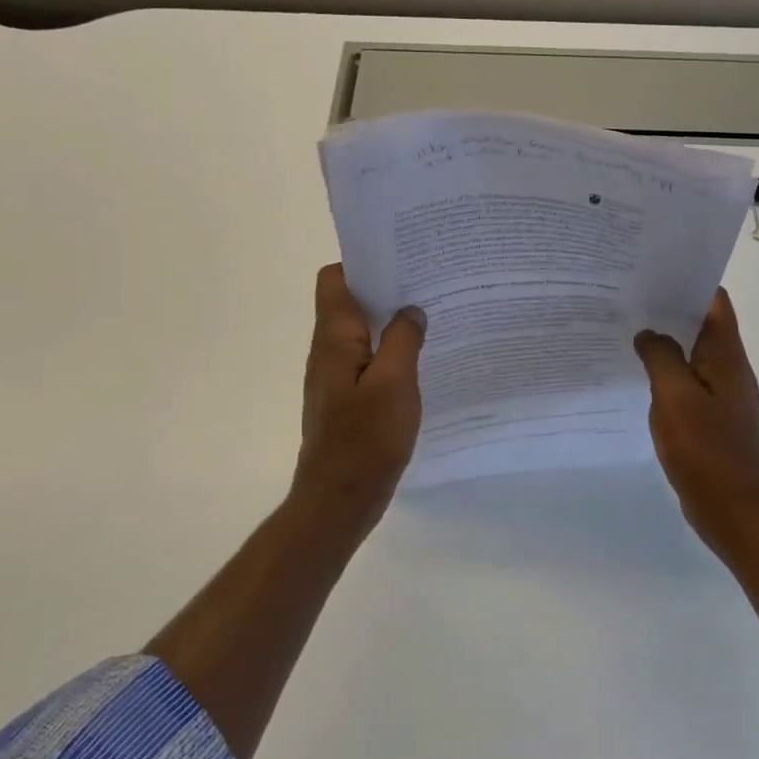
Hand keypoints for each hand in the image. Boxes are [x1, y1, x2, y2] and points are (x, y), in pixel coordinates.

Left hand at [294, 264, 427, 524]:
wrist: (339, 499)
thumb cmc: (365, 439)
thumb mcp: (394, 383)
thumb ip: (403, 339)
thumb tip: (411, 310)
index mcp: (334, 338)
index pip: (334, 279)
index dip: (362, 263)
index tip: (400, 258)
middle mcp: (329, 350)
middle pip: (350, 302)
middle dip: (385, 289)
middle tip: (427, 283)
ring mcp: (336, 376)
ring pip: (361, 332)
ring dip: (390, 321)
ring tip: (430, 315)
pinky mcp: (347, 399)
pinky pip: (368, 360)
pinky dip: (390, 352)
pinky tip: (420, 360)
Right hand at [635, 288, 758, 556]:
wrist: (734, 510)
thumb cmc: (706, 449)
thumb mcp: (675, 397)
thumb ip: (660, 358)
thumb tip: (648, 334)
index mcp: (726, 356)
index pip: (715, 302)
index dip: (689, 282)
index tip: (653, 272)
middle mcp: (730, 369)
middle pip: (703, 325)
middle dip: (670, 309)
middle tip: (629, 299)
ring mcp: (724, 395)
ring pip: (694, 354)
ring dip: (667, 341)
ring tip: (628, 331)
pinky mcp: (714, 418)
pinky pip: (689, 382)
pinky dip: (668, 372)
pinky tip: (640, 377)